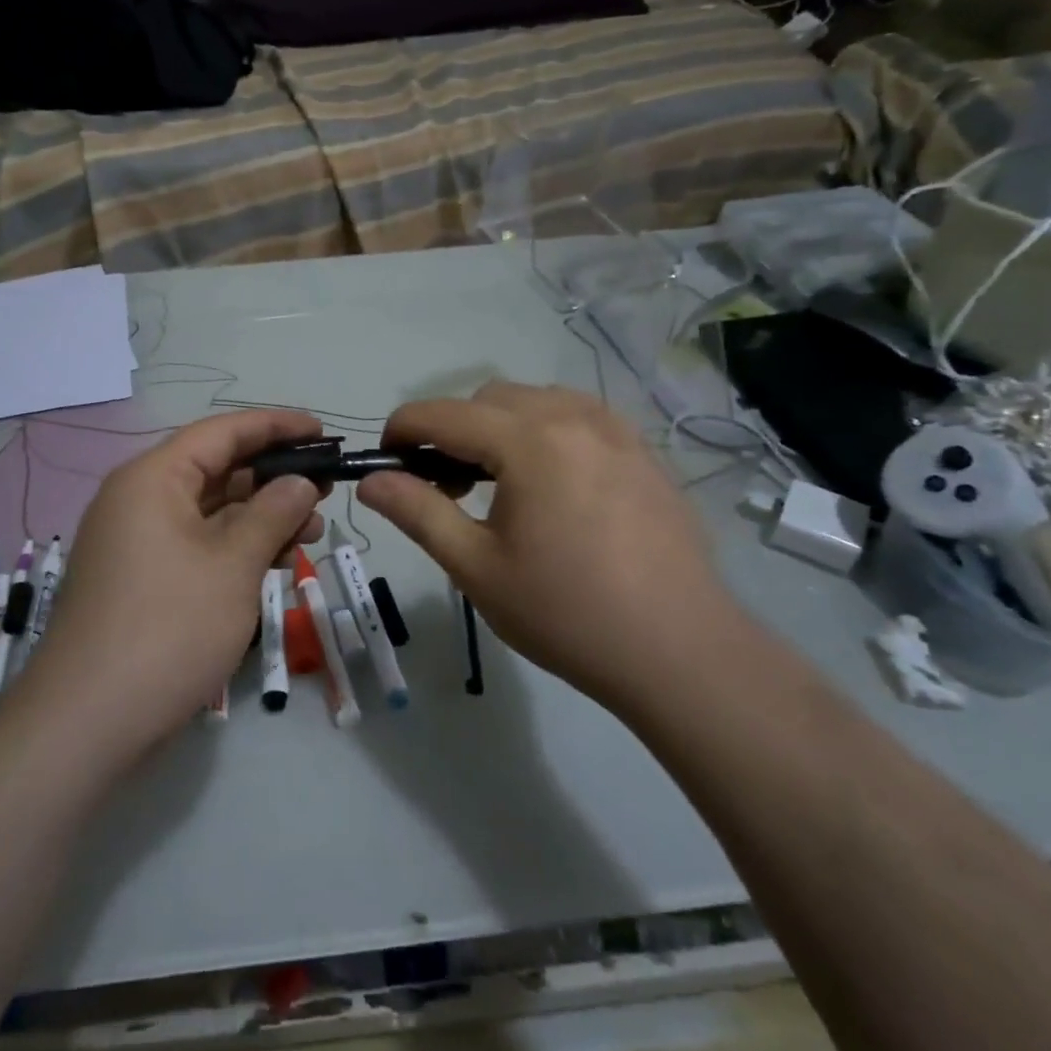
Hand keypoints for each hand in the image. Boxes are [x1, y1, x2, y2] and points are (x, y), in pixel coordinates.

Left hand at [26, 410, 324, 762]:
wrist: (87, 724)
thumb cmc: (168, 629)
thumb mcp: (233, 565)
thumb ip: (272, 513)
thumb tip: (299, 482)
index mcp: (153, 478)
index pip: (222, 432)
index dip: (275, 426)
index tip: (322, 431)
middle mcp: (139, 500)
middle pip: (216, 470)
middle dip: (273, 477)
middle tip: (325, 489)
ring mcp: (137, 542)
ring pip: (210, 512)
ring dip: (261, 517)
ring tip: (312, 531)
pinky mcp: (141, 580)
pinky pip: (197, 545)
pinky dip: (236, 548)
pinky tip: (275, 561)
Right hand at [356, 382, 742, 703]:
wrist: (680, 652)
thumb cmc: (566, 613)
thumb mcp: (477, 567)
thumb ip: (418, 512)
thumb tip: (370, 481)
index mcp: (528, 441)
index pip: (443, 413)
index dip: (403, 429)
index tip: (386, 461)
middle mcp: (573, 417)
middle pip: (488, 398)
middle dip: (452, 430)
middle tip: (445, 488)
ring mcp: (615, 430)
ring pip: (535, 401)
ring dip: (500, 427)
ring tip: (499, 484)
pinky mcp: (643, 450)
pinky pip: (578, 417)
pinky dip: (545, 432)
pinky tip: (551, 484)